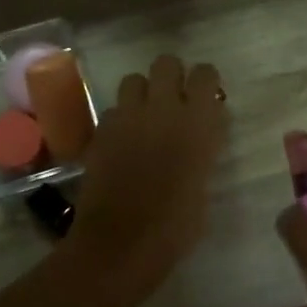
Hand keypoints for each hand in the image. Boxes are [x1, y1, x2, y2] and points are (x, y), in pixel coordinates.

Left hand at [68, 56, 227, 306]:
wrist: (122, 243)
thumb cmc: (176, 225)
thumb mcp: (204, 183)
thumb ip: (203, 149)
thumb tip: (200, 135)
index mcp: (198, 122)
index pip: (205, 74)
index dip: (205, 82)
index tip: (206, 97)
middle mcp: (162, 109)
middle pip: (166, 63)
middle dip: (171, 76)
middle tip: (175, 100)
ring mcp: (127, 117)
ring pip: (134, 79)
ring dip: (143, 92)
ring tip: (146, 116)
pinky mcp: (101, 131)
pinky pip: (114, 109)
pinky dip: (121, 118)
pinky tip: (124, 141)